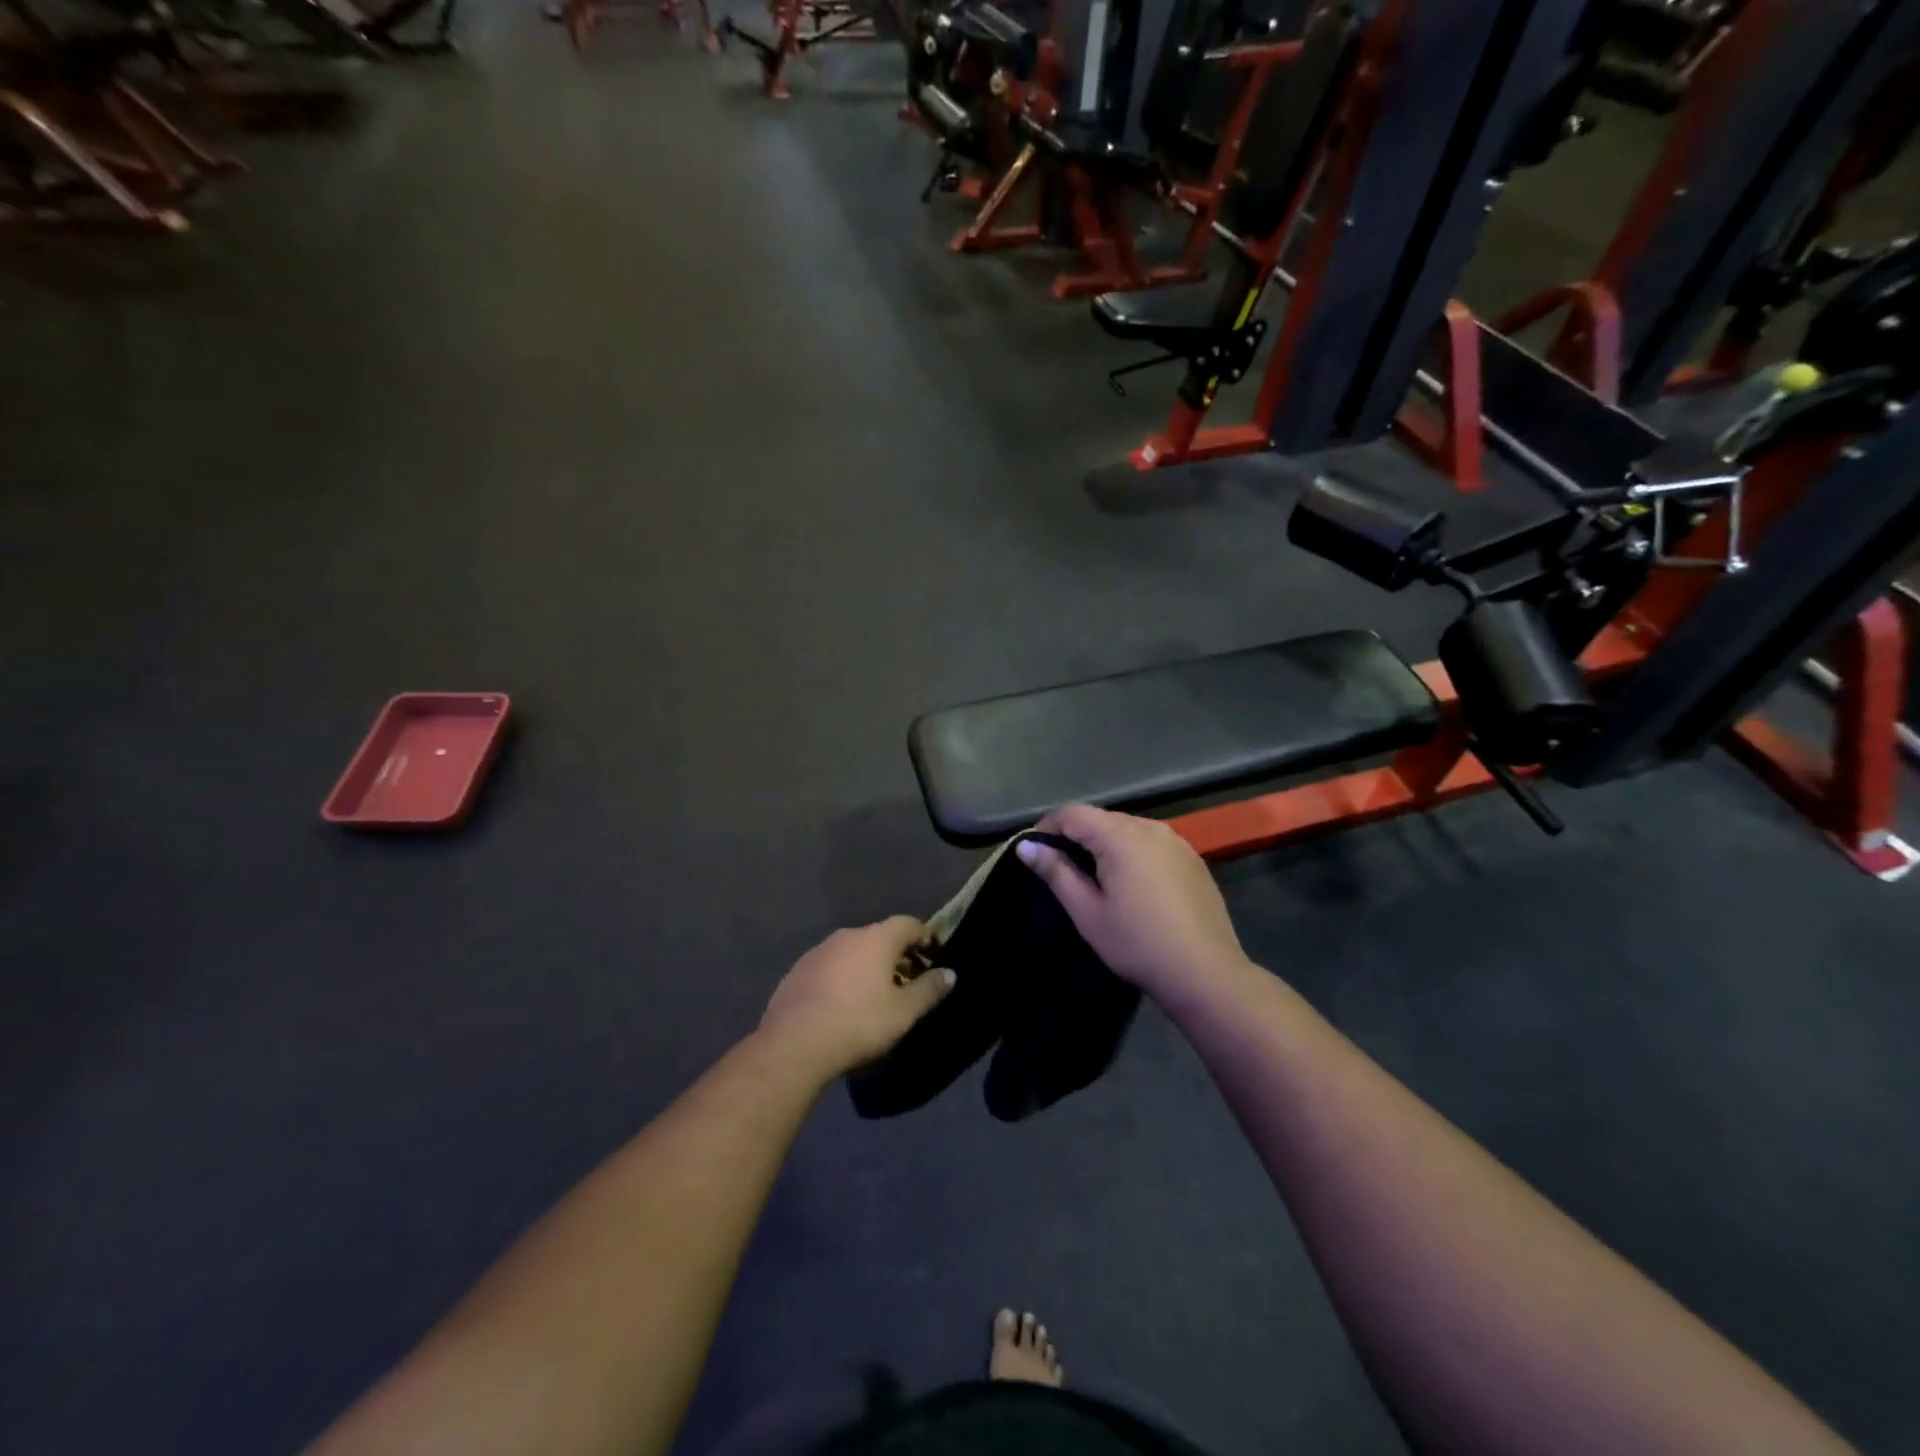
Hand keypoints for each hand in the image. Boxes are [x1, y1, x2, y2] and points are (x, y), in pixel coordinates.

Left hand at [760, 917, 955, 1081]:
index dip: (925, 937)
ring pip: (853, 951)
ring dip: (868, 966)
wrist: (793, 1044)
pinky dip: (843, 977)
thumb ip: (929, 990)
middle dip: (897, 955)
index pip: (909, 923)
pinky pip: (830, 966)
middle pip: (880, 936)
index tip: (934, 957)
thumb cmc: (858, 1023)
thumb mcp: (903, 1012)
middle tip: (908, 982)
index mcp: (876, 939)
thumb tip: (950, 973)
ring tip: (875, 996)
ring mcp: (819, 951)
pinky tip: (843, 1004)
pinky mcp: (798, 970)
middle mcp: (847, 936)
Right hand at [1017, 806, 1248, 998]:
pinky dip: (1132, 853)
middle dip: (1076, 836)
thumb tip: (1026, 846)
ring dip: (1104, 844)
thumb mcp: (1087, 912)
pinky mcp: (1192, 858)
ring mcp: (1176, 841)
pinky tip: (1131, 884)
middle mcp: (1150, 827)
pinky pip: (1151, 843)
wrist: (1205, 972)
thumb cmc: (1137, 943)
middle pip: (1101, 818)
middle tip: (1060, 869)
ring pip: (1128, 829)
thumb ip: (1056, 872)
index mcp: (1120, 836)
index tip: (1033, 852)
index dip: (1047, 827)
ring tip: (1093, 877)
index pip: (1073, 814)